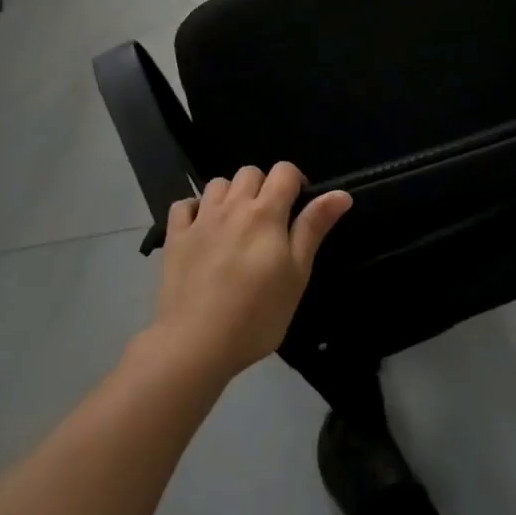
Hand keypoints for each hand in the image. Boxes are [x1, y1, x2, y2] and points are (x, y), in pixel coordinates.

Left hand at [148, 163, 350, 385]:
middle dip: (263, 187)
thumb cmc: (257, 314)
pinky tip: (202, 229)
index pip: (284, 171)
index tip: (298, 207)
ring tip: (236, 224)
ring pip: (217, 183)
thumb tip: (341, 193)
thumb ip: (314, 228)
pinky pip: (184, 205)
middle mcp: (232, 206)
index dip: (295, 181)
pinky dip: (194, 210)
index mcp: (265, 213)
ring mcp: (200, 220)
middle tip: (269, 221)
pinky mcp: (175, 237)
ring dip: (230, 195)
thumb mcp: (297, 274)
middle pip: (250, 172)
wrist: (196, 343)